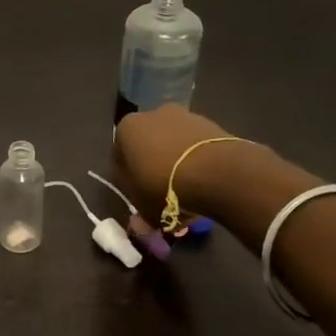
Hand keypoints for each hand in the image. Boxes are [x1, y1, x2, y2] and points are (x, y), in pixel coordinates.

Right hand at [112, 104, 257, 222]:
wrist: (216, 172)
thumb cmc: (164, 186)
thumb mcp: (142, 207)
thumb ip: (137, 210)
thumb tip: (139, 222)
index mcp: (127, 128)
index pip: (119, 156)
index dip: (127, 180)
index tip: (138, 198)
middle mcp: (152, 114)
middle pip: (148, 146)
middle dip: (153, 168)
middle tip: (162, 196)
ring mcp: (184, 116)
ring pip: (173, 145)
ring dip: (176, 164)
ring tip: (187, 192)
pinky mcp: (211, 124)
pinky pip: (196, 147)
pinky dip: (197, 161)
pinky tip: (204, 183)